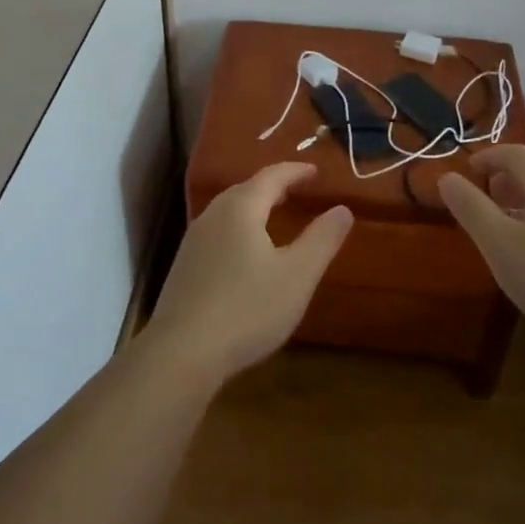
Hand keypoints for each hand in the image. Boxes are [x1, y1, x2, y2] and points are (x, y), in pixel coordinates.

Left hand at [146, 163, 352, 385]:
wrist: (182, 352)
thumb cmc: (247, 308)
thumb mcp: (297, 275)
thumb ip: (322, 240)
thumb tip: (343, 209)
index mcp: (240, 209)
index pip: (271, 177)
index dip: (295, 171)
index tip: (315, 171)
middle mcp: (213, 216)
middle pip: (245, 190)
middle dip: (272, 186)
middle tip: (295, 189)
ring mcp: (193, 242)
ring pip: (227, 212)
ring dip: (253, 208)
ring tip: (273, 216)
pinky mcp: (184, 267)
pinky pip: (217, 233)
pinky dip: (238, 229)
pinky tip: (244, 253)